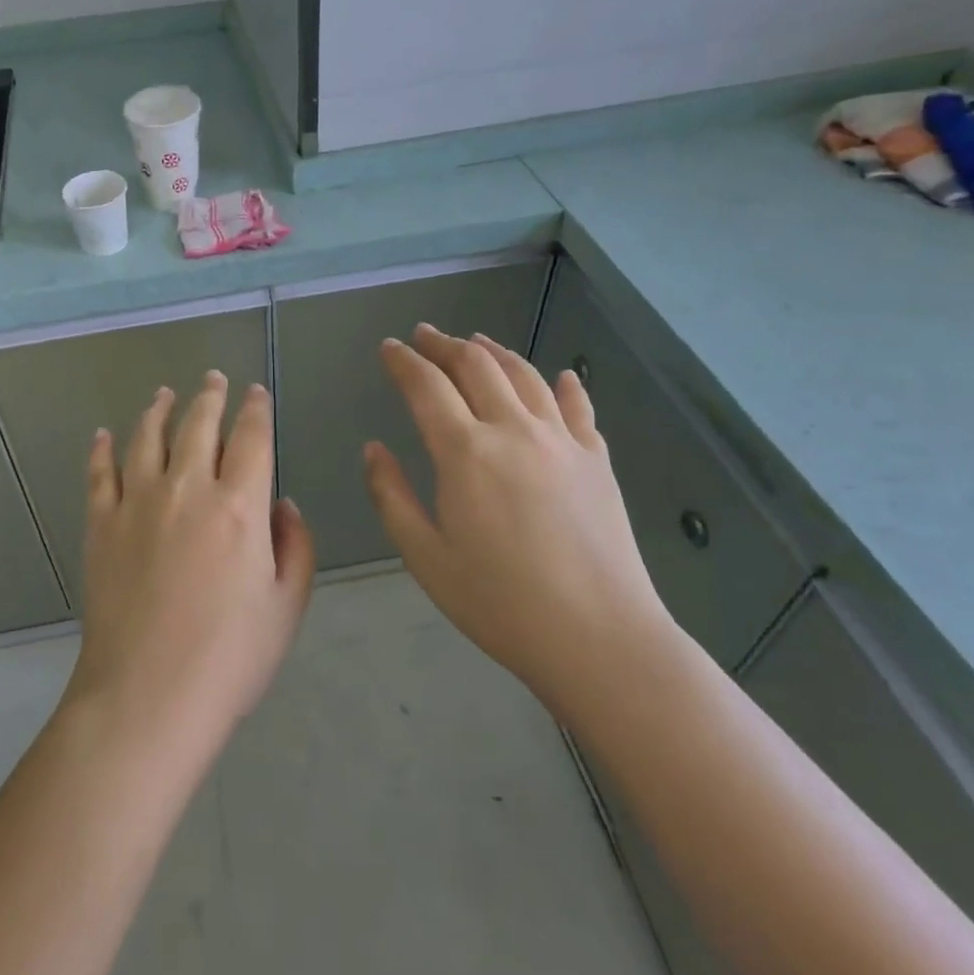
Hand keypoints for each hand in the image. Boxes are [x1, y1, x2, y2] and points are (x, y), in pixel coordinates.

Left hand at [66, 373, 315, 754]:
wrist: (146, 697)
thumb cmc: (228, 659)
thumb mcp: (285, 608)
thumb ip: (295, 547)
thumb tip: (282, 504)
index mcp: (239, 506)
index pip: (251, 438)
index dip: (256, 410)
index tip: (255, 393)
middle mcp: (187, 489)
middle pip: (199, 425)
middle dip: (210, 396)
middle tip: (213, 378)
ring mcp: (137, 502)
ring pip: (148, 436)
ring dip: (159, 409)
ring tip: (164, 393)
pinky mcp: (101, 524)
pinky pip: (99, 473)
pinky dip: (101, 449)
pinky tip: (102, 435)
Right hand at [363, 325, 679, 729]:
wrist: (600, 639)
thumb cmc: (500, 603)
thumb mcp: (425, 558)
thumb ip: (391, 497)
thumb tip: (373, 449)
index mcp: (465, 453)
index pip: (426, 386)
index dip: (403, 361)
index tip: (389, 347)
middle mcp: (513, 431)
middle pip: (476, 366)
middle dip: (445, 344)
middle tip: (425, 335)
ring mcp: (562, 441)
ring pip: (524, 375)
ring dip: (495, 352)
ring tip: (476, 342)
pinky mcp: (597, 460)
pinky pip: (578, 408)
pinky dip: (565, 385)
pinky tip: (562, 376)